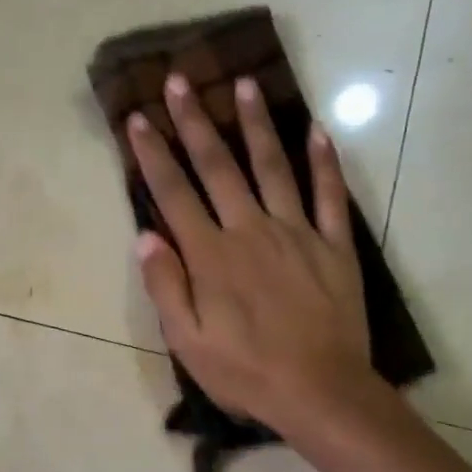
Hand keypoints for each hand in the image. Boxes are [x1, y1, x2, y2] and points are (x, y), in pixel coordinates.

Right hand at [128, 73, 384, 441]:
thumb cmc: (245, 372)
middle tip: (181, 80)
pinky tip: (317, 130)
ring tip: (245, 84)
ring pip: (273, 167)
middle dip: (195, 122)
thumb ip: (166, 287)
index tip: (138, 119)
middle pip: (218, 167)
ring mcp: (297, 233)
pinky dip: (324, 161)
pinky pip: (329, 195)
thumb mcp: (188, 342)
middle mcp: (250, 231)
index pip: (174, 195)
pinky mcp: (334, 245)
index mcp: (211, 257)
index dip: (153, 155)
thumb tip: (146, 236)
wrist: (321, 392)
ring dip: (256, 125)